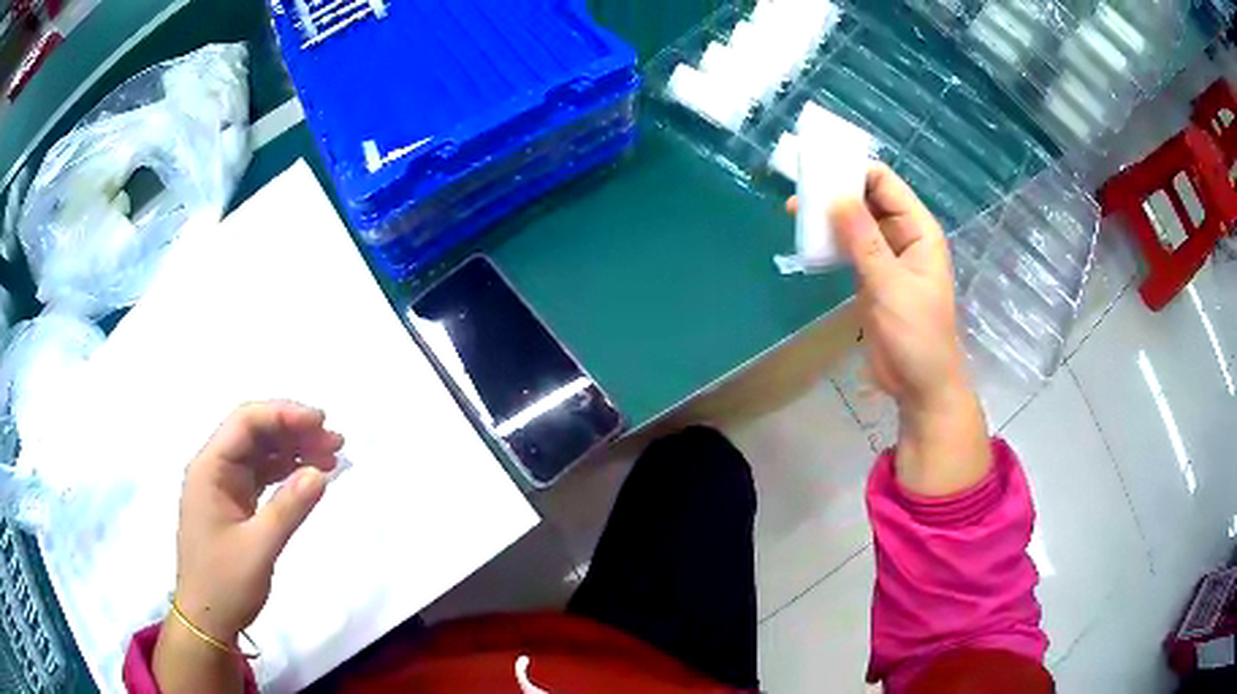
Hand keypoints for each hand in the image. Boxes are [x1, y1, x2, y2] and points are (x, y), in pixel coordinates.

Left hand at [154, 401, 342, 692]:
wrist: (207, 619)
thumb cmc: (224, 583)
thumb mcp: (258, 548)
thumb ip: (288, 509)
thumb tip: (321, 473)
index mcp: (209, 468)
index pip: (246, 423)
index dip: (284, 414)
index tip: (321, 423)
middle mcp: (214, 468)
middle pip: (254, 432)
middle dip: (294, 430)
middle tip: (335, 442)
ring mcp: (224, 486)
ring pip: (260, 453)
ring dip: (294, 450)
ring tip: (331, 457)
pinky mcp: (234, 503)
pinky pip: (262, 476)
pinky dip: (287, 473)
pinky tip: (310, 477)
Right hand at [790, 163, 989, 495]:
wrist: (919, 384)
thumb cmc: (917, 334)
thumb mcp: (891, 285)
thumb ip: (864, 241)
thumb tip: (836, 198)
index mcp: (919, 230)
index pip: (886, 185)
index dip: (854, 172)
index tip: (818, 169)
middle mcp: (903, 236)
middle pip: (869, 199)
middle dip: (837, 191)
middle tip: (799, 190)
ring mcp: (886, 257)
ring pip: (856, 223)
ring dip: (830, 216)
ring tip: (795, 211)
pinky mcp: (871, 278)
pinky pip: (850, 248)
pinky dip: (831, 242)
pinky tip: (808, 240)